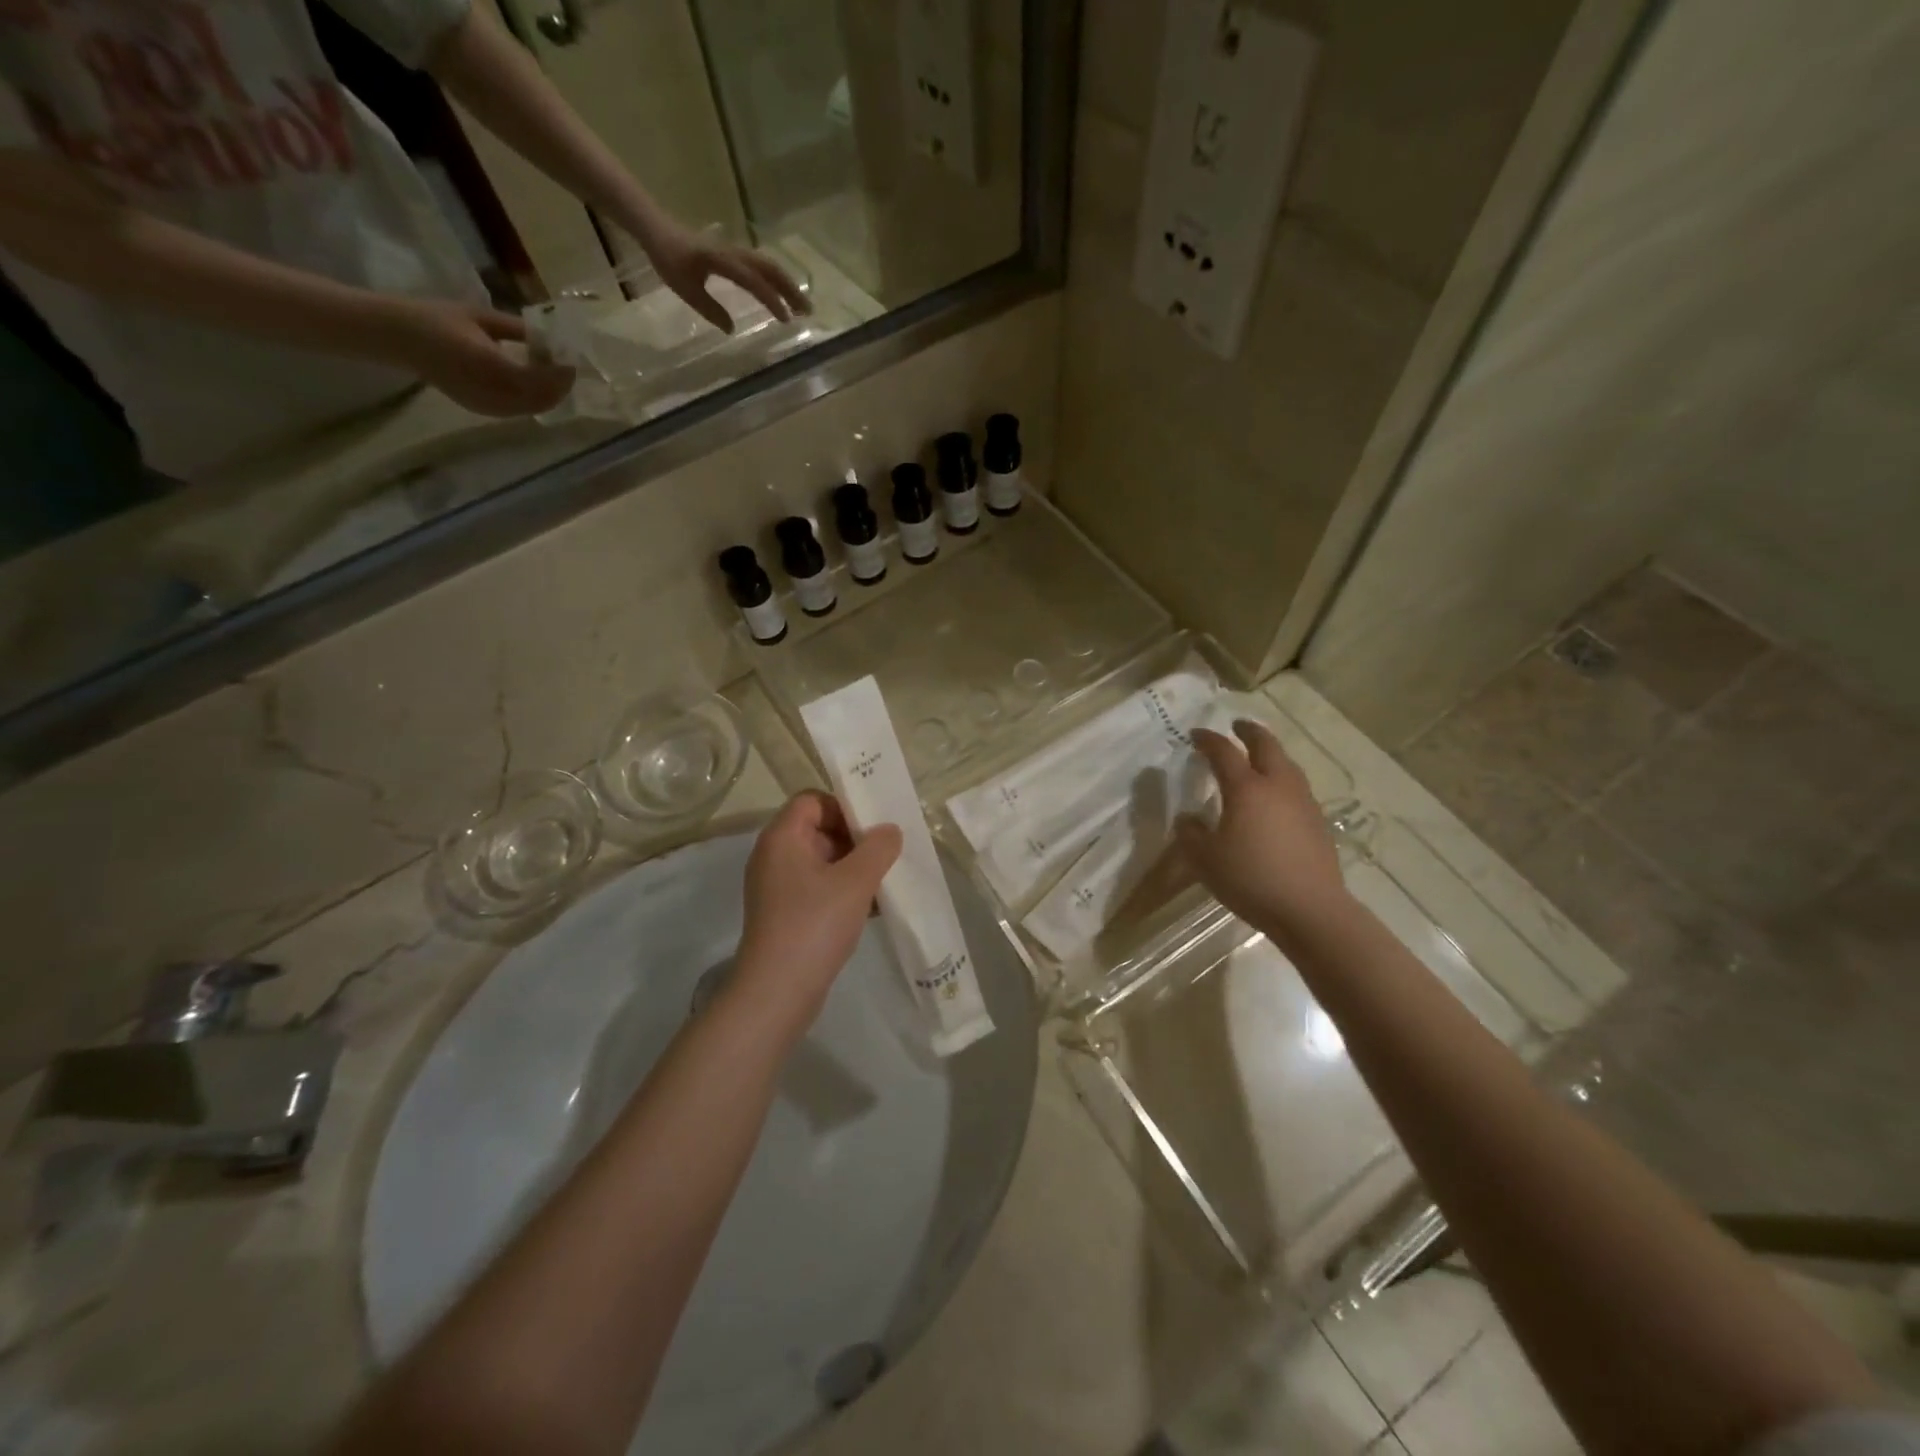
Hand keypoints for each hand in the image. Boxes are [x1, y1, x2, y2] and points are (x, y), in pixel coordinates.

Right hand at [381, 300, 574, 415]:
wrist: (398, 337)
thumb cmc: (438, 319)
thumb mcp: (482, 317)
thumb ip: (519, 330)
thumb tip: (551, 338)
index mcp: (491, 366)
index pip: (540, 379)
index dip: (561, 373)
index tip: (571, 358)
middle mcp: (493, 393)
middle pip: (543, 399)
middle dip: (560, 385)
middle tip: (566, 365)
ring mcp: (489, 407)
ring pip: (534, 408)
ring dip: (549, 392)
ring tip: (550, 370)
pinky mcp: (485, 412)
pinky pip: (520, 410)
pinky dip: (534, 398)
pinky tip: (531, 379)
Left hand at [648, 225, 809, 333]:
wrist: (656, 228)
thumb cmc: (668, 258)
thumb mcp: (684, 288)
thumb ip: (709, 309)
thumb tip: (732, 329)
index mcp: (722, 260)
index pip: (752, 280)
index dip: (770, 299)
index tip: (786, 319)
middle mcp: (734, 253)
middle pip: (769, 269)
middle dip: (790, 290)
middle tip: (807, 312)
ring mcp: (736, 252)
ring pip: (768, 266)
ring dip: (787, 285)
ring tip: (802, 306)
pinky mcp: (735, 254)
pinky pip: (761, 266)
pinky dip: (777, 279)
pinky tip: (784, 294)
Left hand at [732, 792, 902, 1035]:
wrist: (777, 992)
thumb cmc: (815, 924)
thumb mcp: (855, 881)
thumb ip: (878, 848)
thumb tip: (889, 830)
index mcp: (782, 837)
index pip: (813, 800)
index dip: (845, 806)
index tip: (875, 827)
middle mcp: (774, 856)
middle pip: (819, 829)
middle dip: (855, 839)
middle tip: (887, 854)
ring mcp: (778, 887)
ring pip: (822, 861)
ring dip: (854, 867)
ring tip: (885, 882)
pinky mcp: (785, 914)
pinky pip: (819, 888)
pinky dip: (844, 891)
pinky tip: (872, 908)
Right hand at [1175, 720, 1352, 944]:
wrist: (1310, 909)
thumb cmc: (1251, 879)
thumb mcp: (1205, 860)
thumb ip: (1191, 834)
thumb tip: (1188, 819)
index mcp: (1246, 789)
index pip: (1224, 752)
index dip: (1208, 739)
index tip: (1195, 734)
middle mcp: (1277, 785)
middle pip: (1266, 745)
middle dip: (1249, 732)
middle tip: (1237, 726)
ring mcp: (1303, 802)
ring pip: (1287, 764)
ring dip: (1270, 754)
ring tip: (1258, 758)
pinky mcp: (1318, 821)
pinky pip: (1296, 787)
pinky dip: (1282, 779)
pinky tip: (1275, 797)